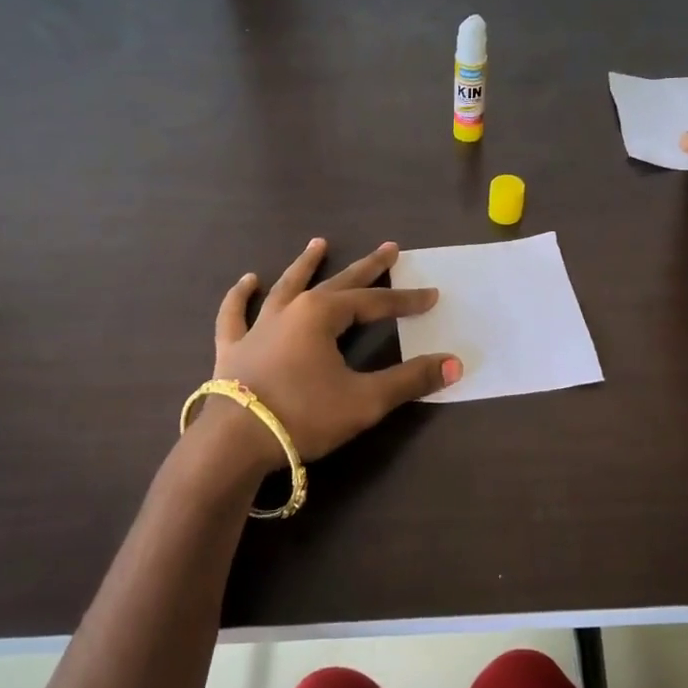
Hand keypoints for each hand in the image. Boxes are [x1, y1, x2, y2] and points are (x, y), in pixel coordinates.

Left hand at [202, 239, 460, 468]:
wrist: (234, 444)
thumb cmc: (304, 416)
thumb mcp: (365, 400)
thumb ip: (410, 380)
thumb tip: (454, 364)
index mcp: (323, 315)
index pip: (374, 303)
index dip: (405, 301)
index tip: (431, 296)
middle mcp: (291, 310)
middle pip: (337, 283)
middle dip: (367, 267)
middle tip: (389, 248)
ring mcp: (258, 326)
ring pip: (285, 286)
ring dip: (305, 265)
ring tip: (319, 243)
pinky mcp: (233, 348)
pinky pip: (235, 314)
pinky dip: (240, 296)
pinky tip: (247, 281)